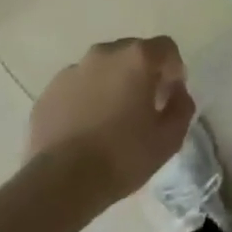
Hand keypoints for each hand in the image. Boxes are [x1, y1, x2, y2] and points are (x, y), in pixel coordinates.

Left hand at [26, 37, 194, 208]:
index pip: (166, 48)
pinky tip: (86, 129)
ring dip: (112, 84)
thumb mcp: (170, 138)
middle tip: (143, 106)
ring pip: (102, 69)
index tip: (170, 96)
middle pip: (132, 53)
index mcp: (137, 58)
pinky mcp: (48, 92)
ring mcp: (72, 71)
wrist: (61, 183)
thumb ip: (182, 106)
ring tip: (110, 120)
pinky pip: (77, 87)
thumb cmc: (123, 156)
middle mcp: (104, 54)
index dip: (173, 70)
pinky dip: (85, 99)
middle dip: (142, 74)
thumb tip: (177, 93)